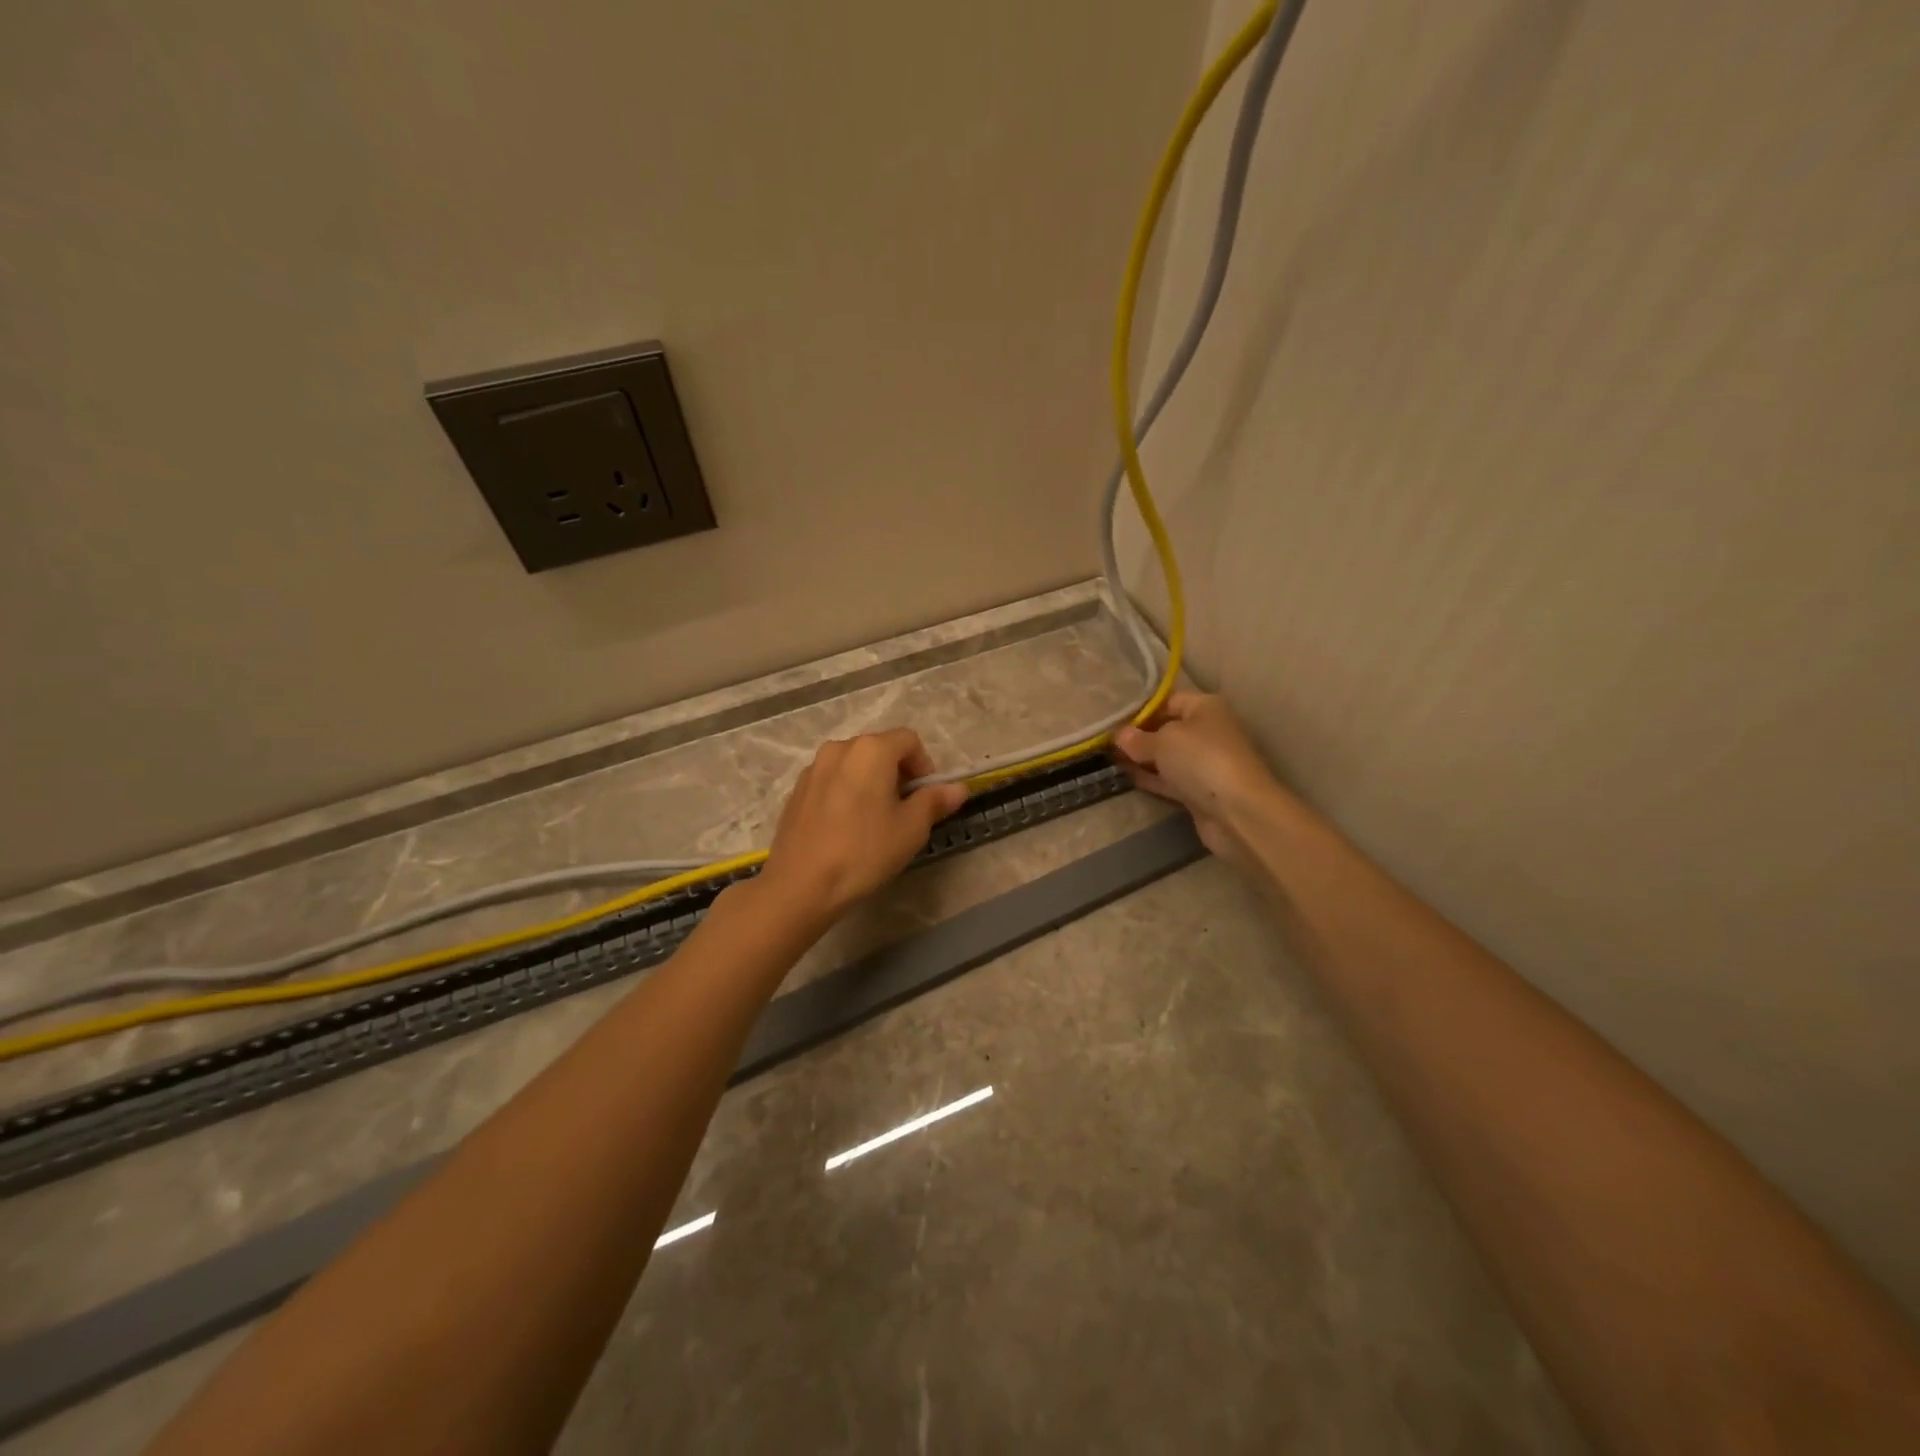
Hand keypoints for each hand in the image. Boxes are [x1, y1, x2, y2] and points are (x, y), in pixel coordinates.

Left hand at [759, 729, 967, 921]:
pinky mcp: (797, 790)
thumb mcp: (911, 829)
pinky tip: (846, 827)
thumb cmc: (865, 851)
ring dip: (871, 781)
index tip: (927, 797)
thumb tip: (958, 788)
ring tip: (875, 819)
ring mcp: (813, 768)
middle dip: (898, 772)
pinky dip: (847, 792)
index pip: (908, 740)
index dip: (924, 765)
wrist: (801, 884)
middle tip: (905, 809)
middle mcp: (839, 748)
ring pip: (854, 764)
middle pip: (879, 748)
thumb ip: (935, 801)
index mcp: (871, 750)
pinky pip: (832, 780)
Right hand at [1113, 692, 1288, 868]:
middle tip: (1107, 742)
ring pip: (1167, 757)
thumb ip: (1137, 738)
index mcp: (1205, 707)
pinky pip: (1170, 779)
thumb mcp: (1162, 741)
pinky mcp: (1200, 791)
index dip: (1142, 710)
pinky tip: (1126, 777)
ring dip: (1143, 759)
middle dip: (1139, 736)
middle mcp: (1208, 731)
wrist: (1237, 810)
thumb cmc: (1201, 759)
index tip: (1114, 722)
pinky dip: (1151, 778)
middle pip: (1168, 729)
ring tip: (1109, 760)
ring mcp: (1205, 763)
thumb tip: (1119, 736)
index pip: (1169, 701)